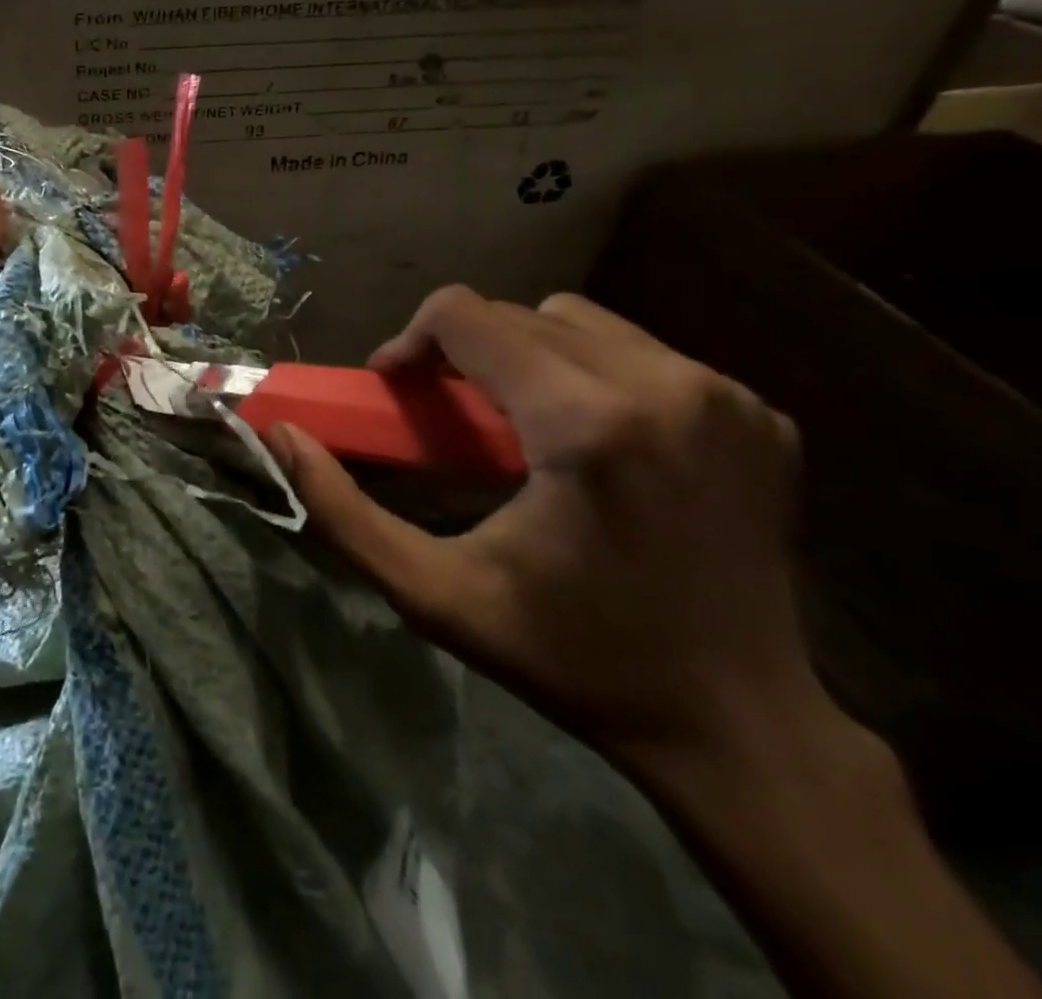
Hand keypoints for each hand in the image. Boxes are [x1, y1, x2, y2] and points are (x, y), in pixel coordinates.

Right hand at [268, 285, 843, 784]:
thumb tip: (281, 435)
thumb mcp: (434, 594)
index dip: (411, 341)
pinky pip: (641, 351)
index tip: (394, 387)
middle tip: (444, 417)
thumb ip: (342, 510)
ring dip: (524, 354)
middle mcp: (666, 384)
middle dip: (462, 352)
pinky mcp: (759, 412)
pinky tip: (586, 438)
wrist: (740, 727)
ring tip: (513, 422)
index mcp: (586, 423)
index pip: (467, 315)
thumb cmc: (573, 658)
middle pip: (519, 314)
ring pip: (579, 320)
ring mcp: (724, 394)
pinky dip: (590, 373)